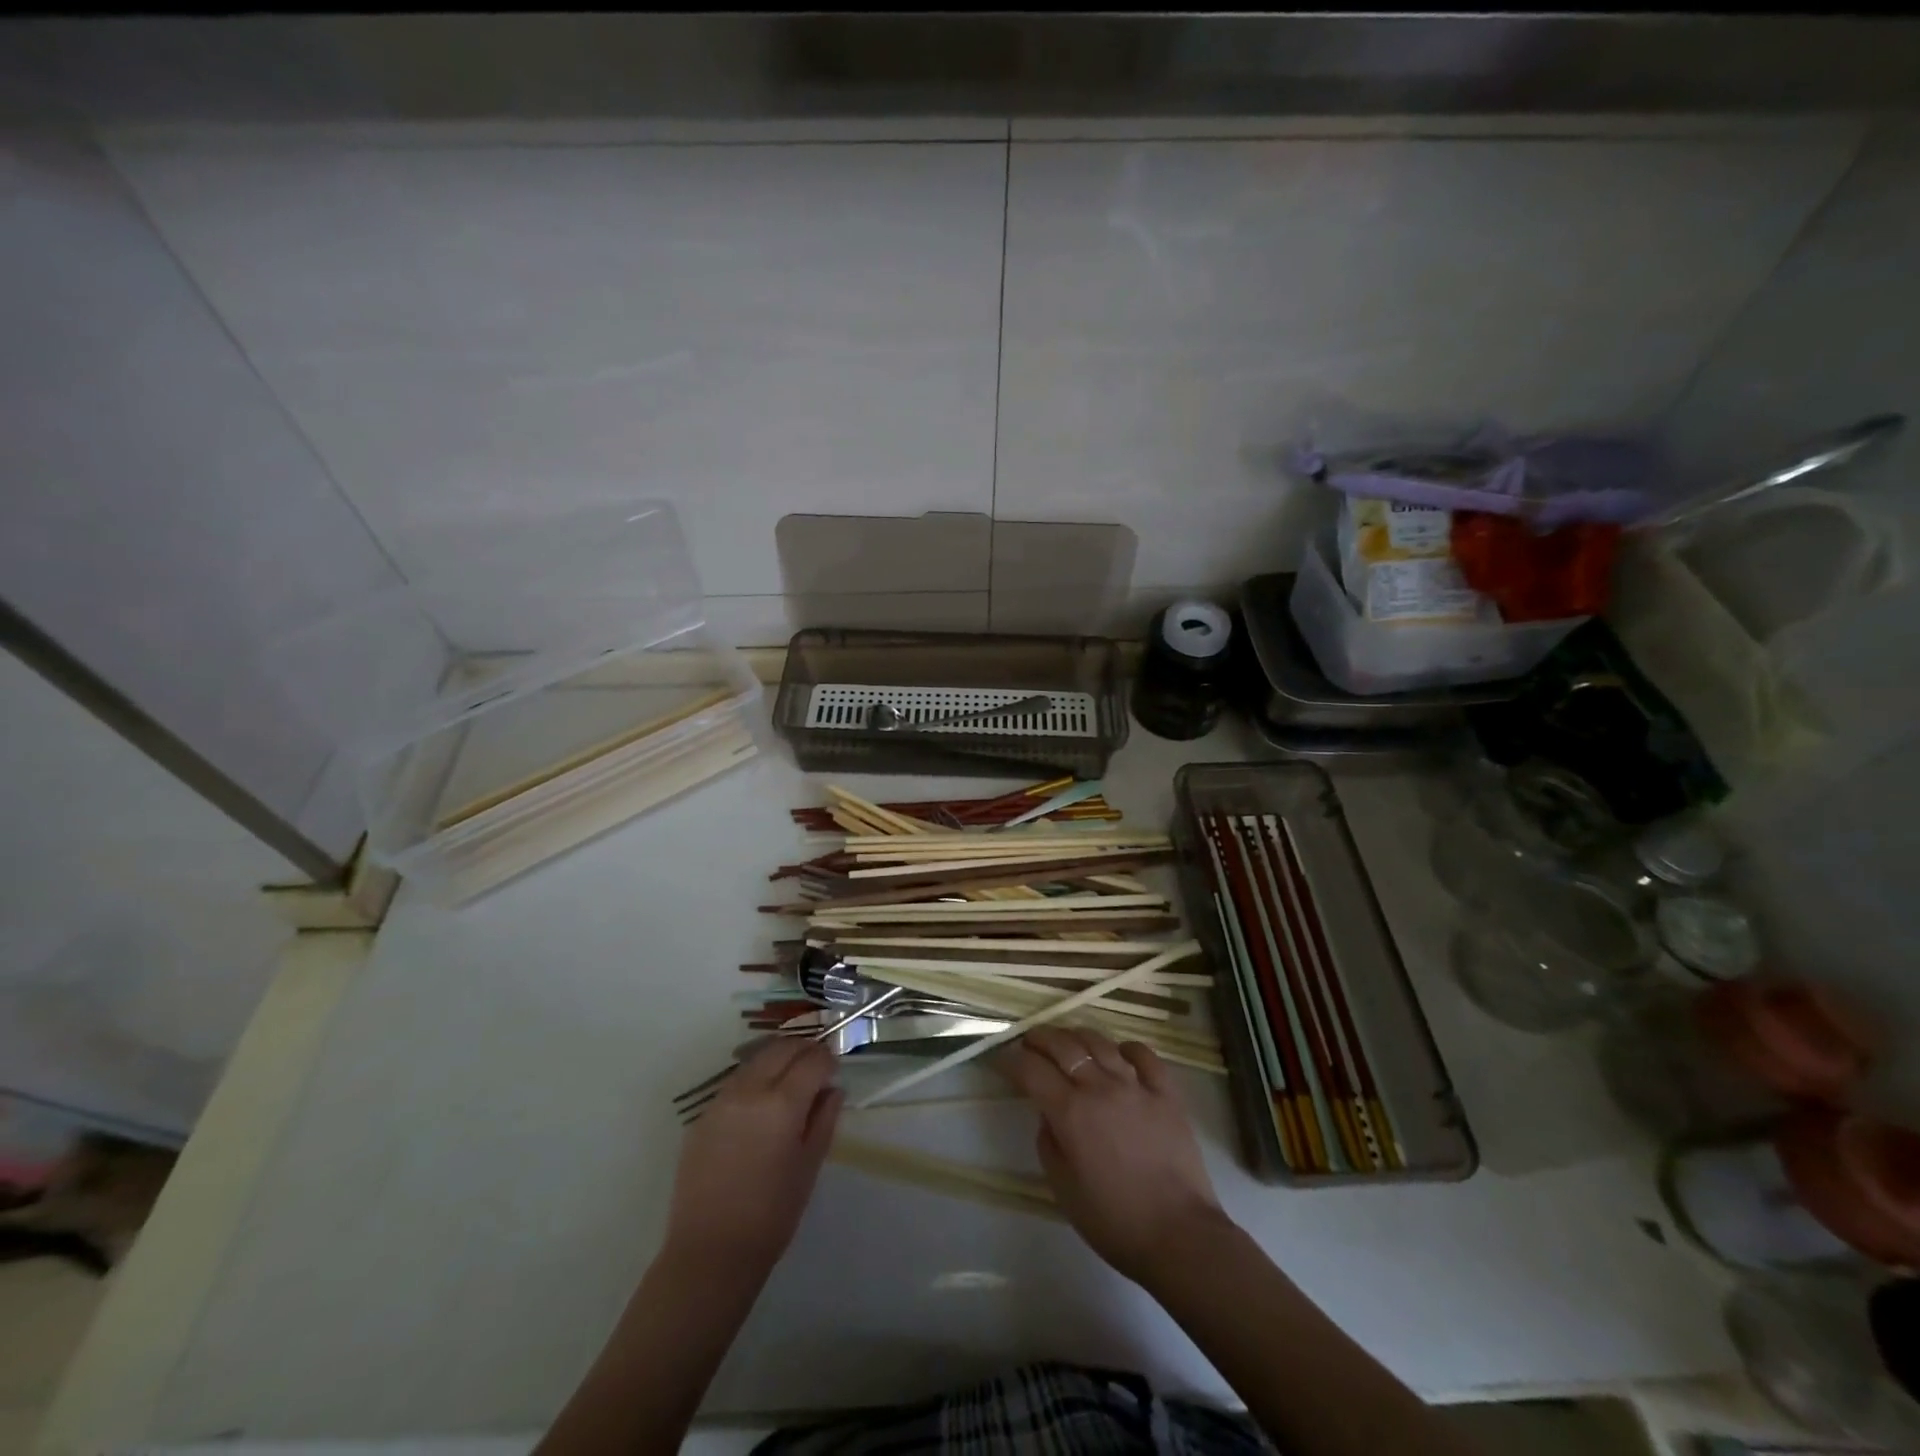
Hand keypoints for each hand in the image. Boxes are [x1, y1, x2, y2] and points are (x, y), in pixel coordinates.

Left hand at [665, 1039, 841, 1272]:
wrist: (710, 1253)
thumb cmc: (771, 1215)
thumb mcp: (809, 1167)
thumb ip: (824, 1120)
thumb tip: (833, 1090)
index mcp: (782, 1104)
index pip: (812, 1060)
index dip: (828, 1058)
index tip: (835, 1066)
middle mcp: (749, 1091)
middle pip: (781, 1049)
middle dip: (803, 1049)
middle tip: (816, 1064)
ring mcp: (721, 1101)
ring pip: (755, 1061)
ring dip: (777, 1060)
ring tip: (790, 1079)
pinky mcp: (702, 1116)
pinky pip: (734, 1083)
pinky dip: (754, 1080)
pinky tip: (761, 1104)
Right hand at [999, 1026, 1232, 1285]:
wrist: (1179, 1236)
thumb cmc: (1114, 1221)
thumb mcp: (1063, 1188)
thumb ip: (1048, 1143)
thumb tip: (1047, 1114)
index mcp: (1070, 1112)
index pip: (1032, 1070)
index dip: (1012, 1060)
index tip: (1003, 1059)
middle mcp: (1100, 1087)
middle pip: (1063, 1045)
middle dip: (1040, 1038)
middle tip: (1029, 1041)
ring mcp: (1136, 1085)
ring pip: (1100, 1042)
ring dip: (1077, 1036)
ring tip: (1067, 1041)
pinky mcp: (1166, 1093)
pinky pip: (1144, 1055)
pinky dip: (1127, 1048)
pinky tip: (1119, 1053)